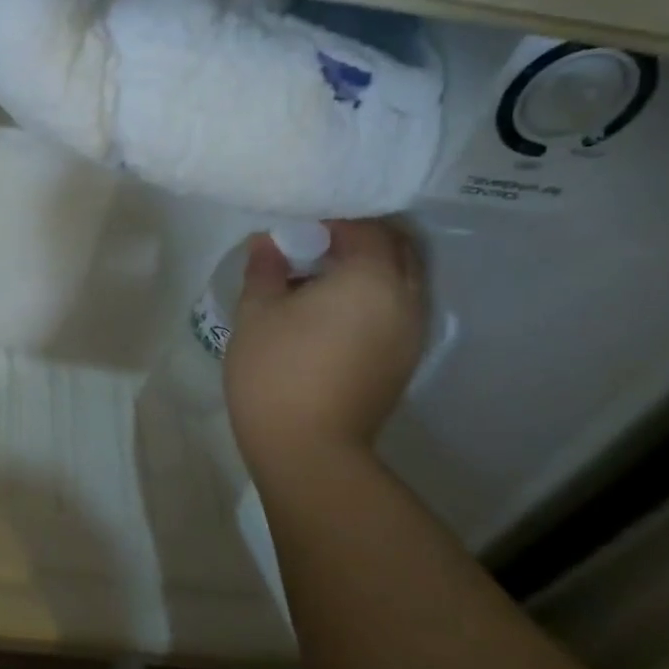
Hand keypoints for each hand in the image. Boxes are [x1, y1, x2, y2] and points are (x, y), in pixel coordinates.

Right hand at [224, 220, 426, 469]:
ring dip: (369, 267)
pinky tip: (333, 312)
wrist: (308, 449)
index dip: (331, 219)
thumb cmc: (276, 371)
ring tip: (321, 277)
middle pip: (395, 248)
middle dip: (359, 238)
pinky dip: (374, 296)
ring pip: (402, 279)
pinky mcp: (404, 359)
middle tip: (313, 244)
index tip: (296, 225)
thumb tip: (268, 242)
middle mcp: (405, 298)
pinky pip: (397, 308)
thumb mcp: (257, 312)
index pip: (363, 227)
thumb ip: (265, 268)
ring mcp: (411, 332)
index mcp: (371, 278)